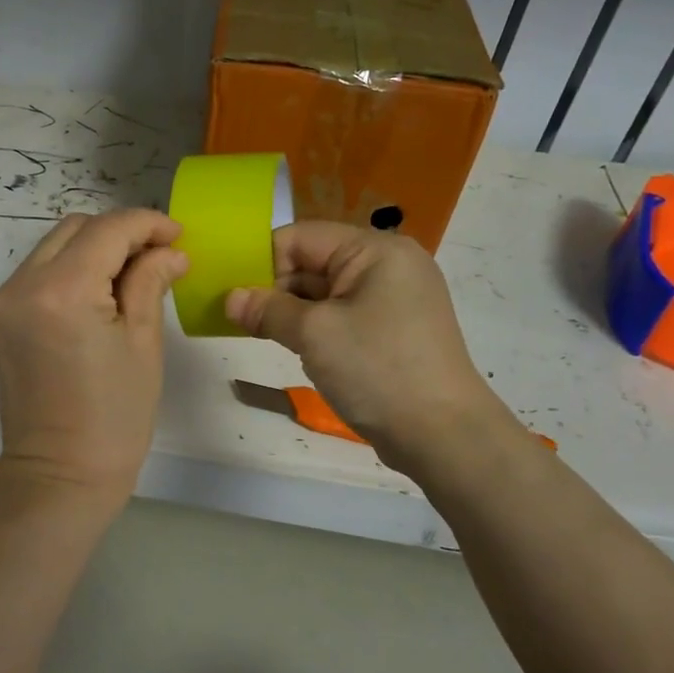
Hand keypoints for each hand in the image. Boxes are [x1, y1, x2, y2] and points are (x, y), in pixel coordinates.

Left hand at [0, 209, 188, 495]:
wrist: (58, 474)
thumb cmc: (114, 417)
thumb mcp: (142, 344)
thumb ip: (151, 282)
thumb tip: (170, 251)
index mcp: (62, 290)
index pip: (108, 229)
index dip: (148, 224)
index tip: (179, 236)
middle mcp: (23, 284)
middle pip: (77, 228)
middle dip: (121, 232)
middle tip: (160, 256)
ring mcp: (5, 299)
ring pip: (55, 245)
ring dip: (96, 247)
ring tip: (135, 272)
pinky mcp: (1, 315)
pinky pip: (40, 270)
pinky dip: (73, 267)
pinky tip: (103, 291)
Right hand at [224, 222, 506, 473]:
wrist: (443, 436)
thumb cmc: (378, 370)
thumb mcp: (314, 334)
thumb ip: (268, 310)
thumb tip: (230, 299)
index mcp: (376, 251)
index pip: (302, 237)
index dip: (263, 260)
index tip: (231, 291)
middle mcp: (387, 266)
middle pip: (313, 262)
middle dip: (274, 287)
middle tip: (237, 316)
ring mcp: (392, 300)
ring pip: (324, 293)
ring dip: (291, 311)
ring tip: (256, 332)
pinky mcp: (390, 331)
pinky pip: (341, 316)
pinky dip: (313, 328)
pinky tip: (291, 346)